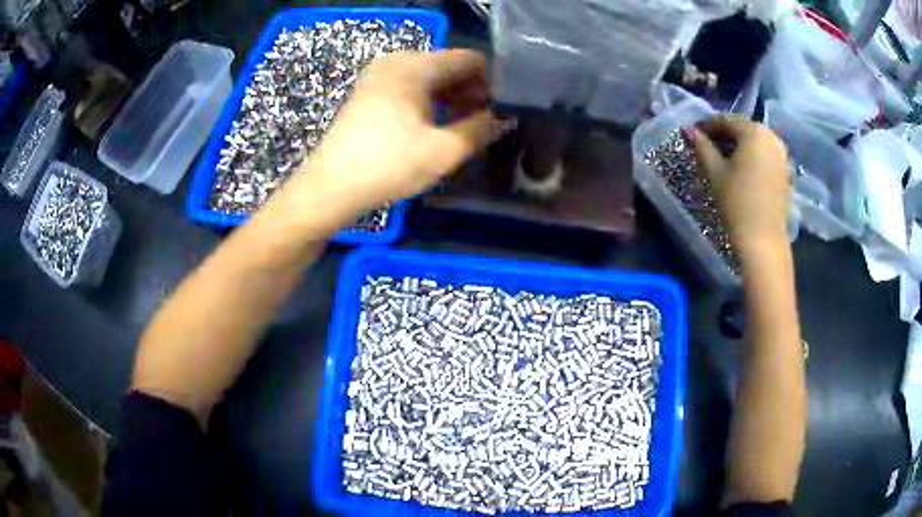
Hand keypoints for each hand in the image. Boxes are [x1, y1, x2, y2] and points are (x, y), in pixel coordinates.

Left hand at [290, 49, 497, 216]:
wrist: (330, 187)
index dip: (492, 83)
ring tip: (462, 129)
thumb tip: (503, 117)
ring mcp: (379, 76)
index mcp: (416, 65)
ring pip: (430, 78)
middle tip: (484, 124)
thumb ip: (481, 128)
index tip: (500, 111)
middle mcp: (397, 61)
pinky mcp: (370, 92)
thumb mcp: (444, 150)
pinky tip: (434, 127)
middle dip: (471, 92)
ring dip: (451, 99)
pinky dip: (428, 102)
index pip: (470, 60)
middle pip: (449, 66)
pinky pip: (410, 88)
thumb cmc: (388, 165)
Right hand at [686, 117, 790, 254]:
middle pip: (743, 129)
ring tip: (724, 158)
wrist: (762, 239)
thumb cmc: (736, 201)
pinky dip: (753, 158)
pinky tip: (742, 170)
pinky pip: (766, 156)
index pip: (726, 121)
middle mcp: (771, 137)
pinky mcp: (786, 172)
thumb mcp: (715, 172)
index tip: (693, 133)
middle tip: (708, 146)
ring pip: (756, 143)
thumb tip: (689, 130)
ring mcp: (782, 155)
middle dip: (725, 135)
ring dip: (740, 146)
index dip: (707, 126)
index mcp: (754, 131)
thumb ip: (702, 147)